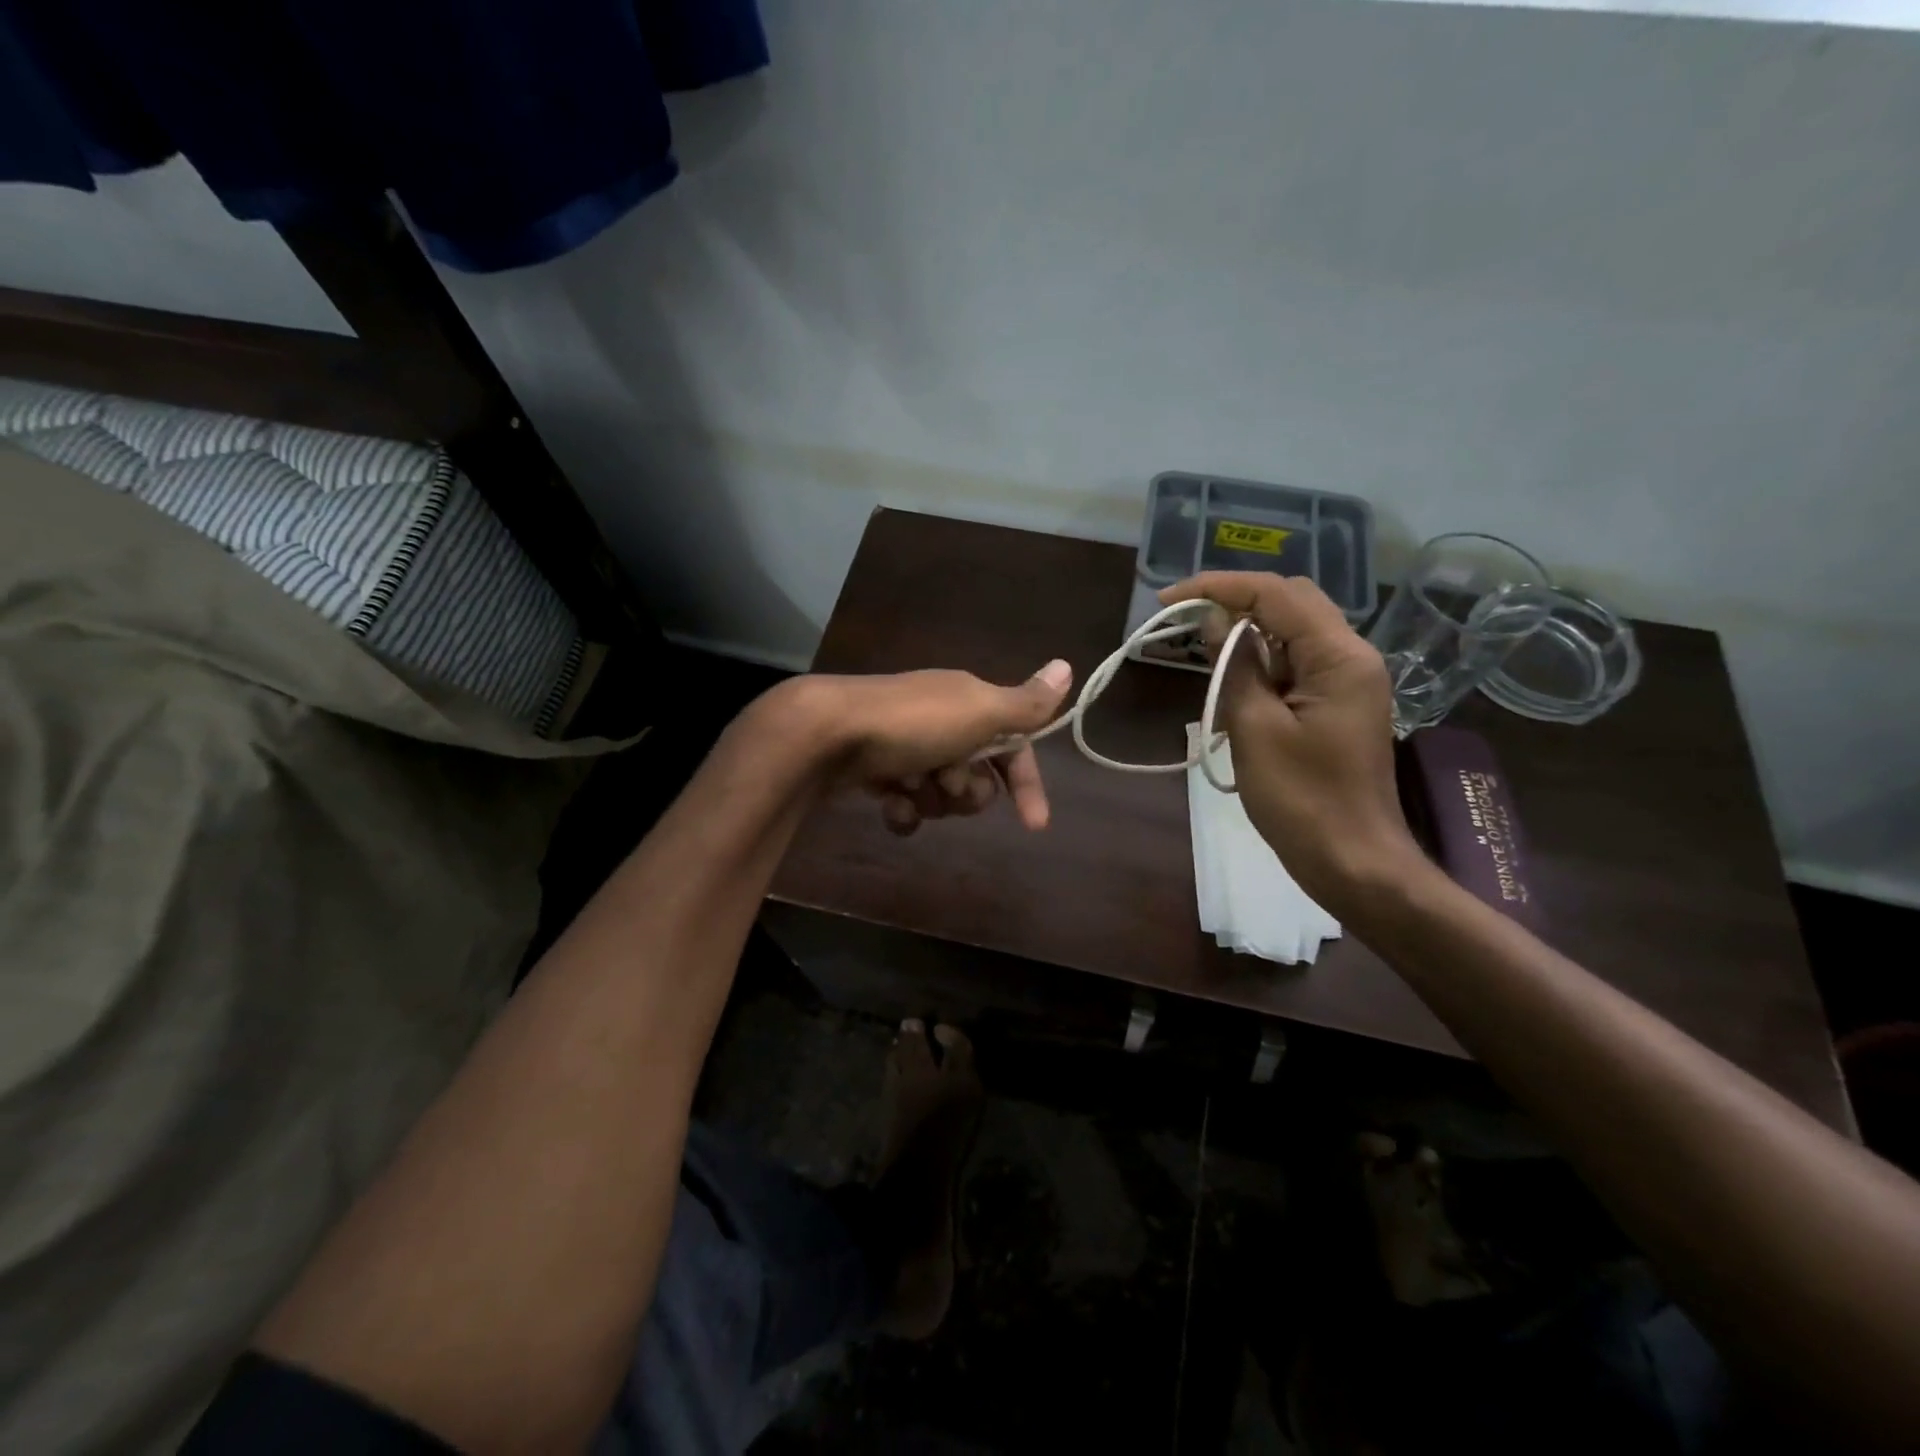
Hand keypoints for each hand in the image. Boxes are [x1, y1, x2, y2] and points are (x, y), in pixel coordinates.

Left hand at [795, 660, 1073, 834]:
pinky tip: (889, 806)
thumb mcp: (980, 711)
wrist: (826, 733)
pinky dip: (902, 809)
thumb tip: (1068, 665)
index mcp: (969, 704)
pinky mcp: (875, 769)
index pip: (1013, 746)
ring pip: (940, 793)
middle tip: (946, 780)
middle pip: (976, 776)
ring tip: (910, 788)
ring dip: (933, 799)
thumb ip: (1026, 703)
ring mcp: (905, 746)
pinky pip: (905, 803)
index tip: (1034, 824)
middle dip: (966, 790)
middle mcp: (940, 721)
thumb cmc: (913, 724)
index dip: (1025, 782)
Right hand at [1159, 573, 1423, 912]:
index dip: (1218, 587)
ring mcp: (1347, 680)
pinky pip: (1294, 666)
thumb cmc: (1301, 799)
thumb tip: (1215, 619)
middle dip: (1234, 602)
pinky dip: (1258, 666)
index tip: (1167, 600)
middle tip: (1183, 620)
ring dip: (1245, 636)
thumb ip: (1236, 666)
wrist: (1353, 861)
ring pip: (1291, 633)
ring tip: (1200, 656)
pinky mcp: (1336, 704)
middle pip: (1289, 602)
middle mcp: (1350, 656)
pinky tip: (1230, 688)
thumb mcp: (1256, 728)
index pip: (1276, 594)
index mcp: (1338, 656)